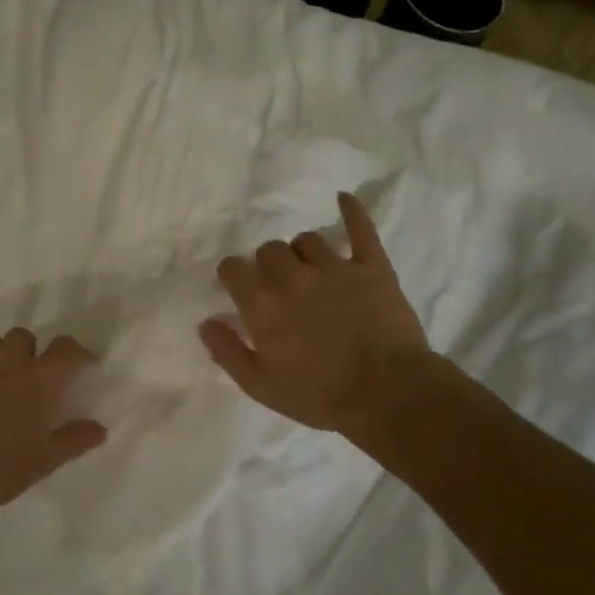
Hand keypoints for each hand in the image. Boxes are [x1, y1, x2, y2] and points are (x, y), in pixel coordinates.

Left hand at [0, 330, 107, 520]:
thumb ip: (73, 440)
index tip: (75, 367)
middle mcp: (7, 356)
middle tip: (19, 386)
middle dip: (25, 356)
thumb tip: (99, 429)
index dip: (74, 354)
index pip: (67, 348)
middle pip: (24, 339)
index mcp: (39, 379)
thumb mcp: (40, 463)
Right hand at [200, 192, 435, 434]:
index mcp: (262, 304)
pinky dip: (352, 211)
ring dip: (302, 252)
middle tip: (280, 289)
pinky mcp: (372, 267)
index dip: (234, 277)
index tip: (241, 290)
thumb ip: (227, 351)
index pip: (233, 268)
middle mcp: (293, 277)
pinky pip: (361, 229)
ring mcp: (335, 268)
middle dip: (268, 265)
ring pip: (307, 239)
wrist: (388, 395)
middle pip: (268, 249)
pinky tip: (344, 199)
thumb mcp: (260, 386)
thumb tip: (205, 322)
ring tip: (311, 272)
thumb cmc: (319, 396)